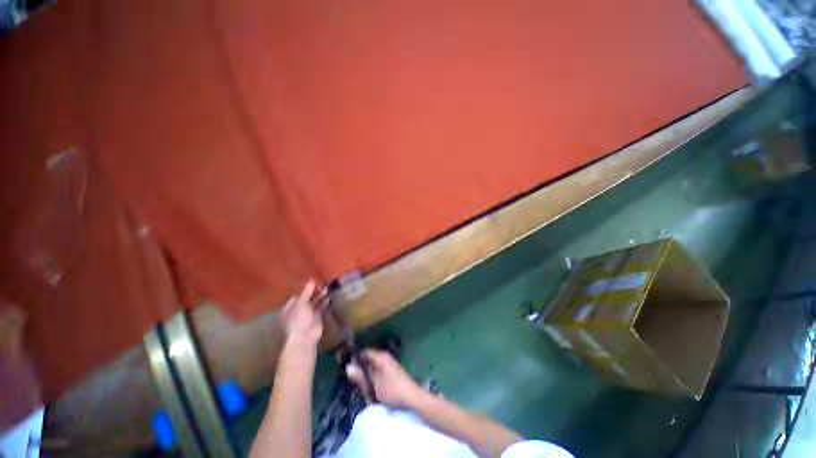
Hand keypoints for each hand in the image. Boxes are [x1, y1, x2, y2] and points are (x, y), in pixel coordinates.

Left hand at [281, 280, 326, 348]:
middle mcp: (299, 309)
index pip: (298, 293)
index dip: (305, 287)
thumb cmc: (298, 319)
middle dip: (315, 290)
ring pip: (316, 302)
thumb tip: (312, 280)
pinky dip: (325, 302)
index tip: (314, 279)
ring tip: (328, 287)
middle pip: (308, 297)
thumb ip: (307, 292)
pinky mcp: (317, 317)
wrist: (305, 337)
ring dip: (321, 295)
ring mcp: (308, 314)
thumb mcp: (301, 303)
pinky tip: (330, 296)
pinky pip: (322, 307)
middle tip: (323, 282)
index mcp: (291, 306)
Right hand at [346, 349, 426, 408]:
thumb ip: (361, 376)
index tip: (345, 366)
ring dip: (366, 374)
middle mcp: (385, 357)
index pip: (364, 352)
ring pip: (373, 367)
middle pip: (368, 359)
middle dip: (360, 368)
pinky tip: (369, 387)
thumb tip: (347, 366)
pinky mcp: (391, 372)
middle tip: (351, 379)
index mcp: (381, 357)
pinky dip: (372, 378)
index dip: (355, 358)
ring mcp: (389, 364)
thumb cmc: (392, 390)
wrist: (412, 398)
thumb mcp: (374, 384)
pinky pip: (378, 372)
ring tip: (359, 384)